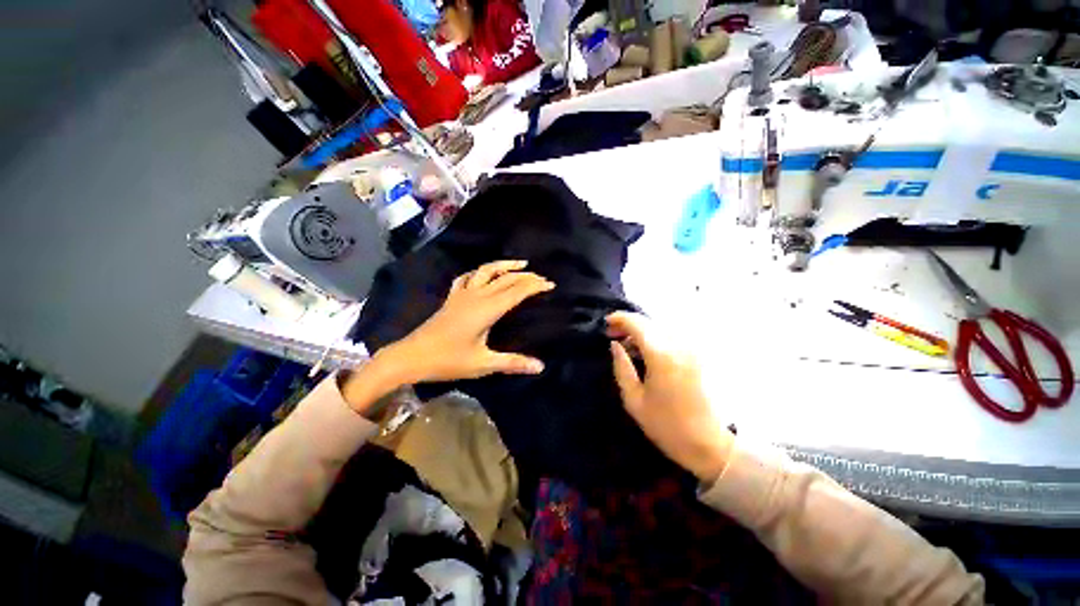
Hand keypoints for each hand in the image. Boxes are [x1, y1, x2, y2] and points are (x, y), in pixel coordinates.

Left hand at [377, 260, 554, 384]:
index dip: (534, 286)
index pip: (516, 292)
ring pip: (486, 271)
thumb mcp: (483, 364)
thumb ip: (513, 363)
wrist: (412, 356)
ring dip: (504, 265)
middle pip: (505, 279)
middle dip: (526, 276)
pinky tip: (483, 273)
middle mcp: (476, 296)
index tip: (550, 284)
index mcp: (487, 309)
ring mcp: (462, 294)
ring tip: (519, 263)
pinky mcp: (452, 297)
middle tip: (542, 277)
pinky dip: (478, 272)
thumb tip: (541, 367)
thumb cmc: (448, 360)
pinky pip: (467, 277)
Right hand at [607, 312, 733, 482]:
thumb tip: (615, 345)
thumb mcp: (634, 400)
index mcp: (661, 355)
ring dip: (642, 330)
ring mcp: (692, 349)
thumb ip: (622, 367)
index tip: (606, 323)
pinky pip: (672, 337)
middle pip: (650, 322)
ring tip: (628, 344)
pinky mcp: (699, 356)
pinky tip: (647, 350)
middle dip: (629, 323)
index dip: (620, 318)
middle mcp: (679, 345)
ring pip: (661, 328)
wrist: (710, 445)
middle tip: (613, 334)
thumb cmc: (667, 425)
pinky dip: (656, 338)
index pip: (637, 324)